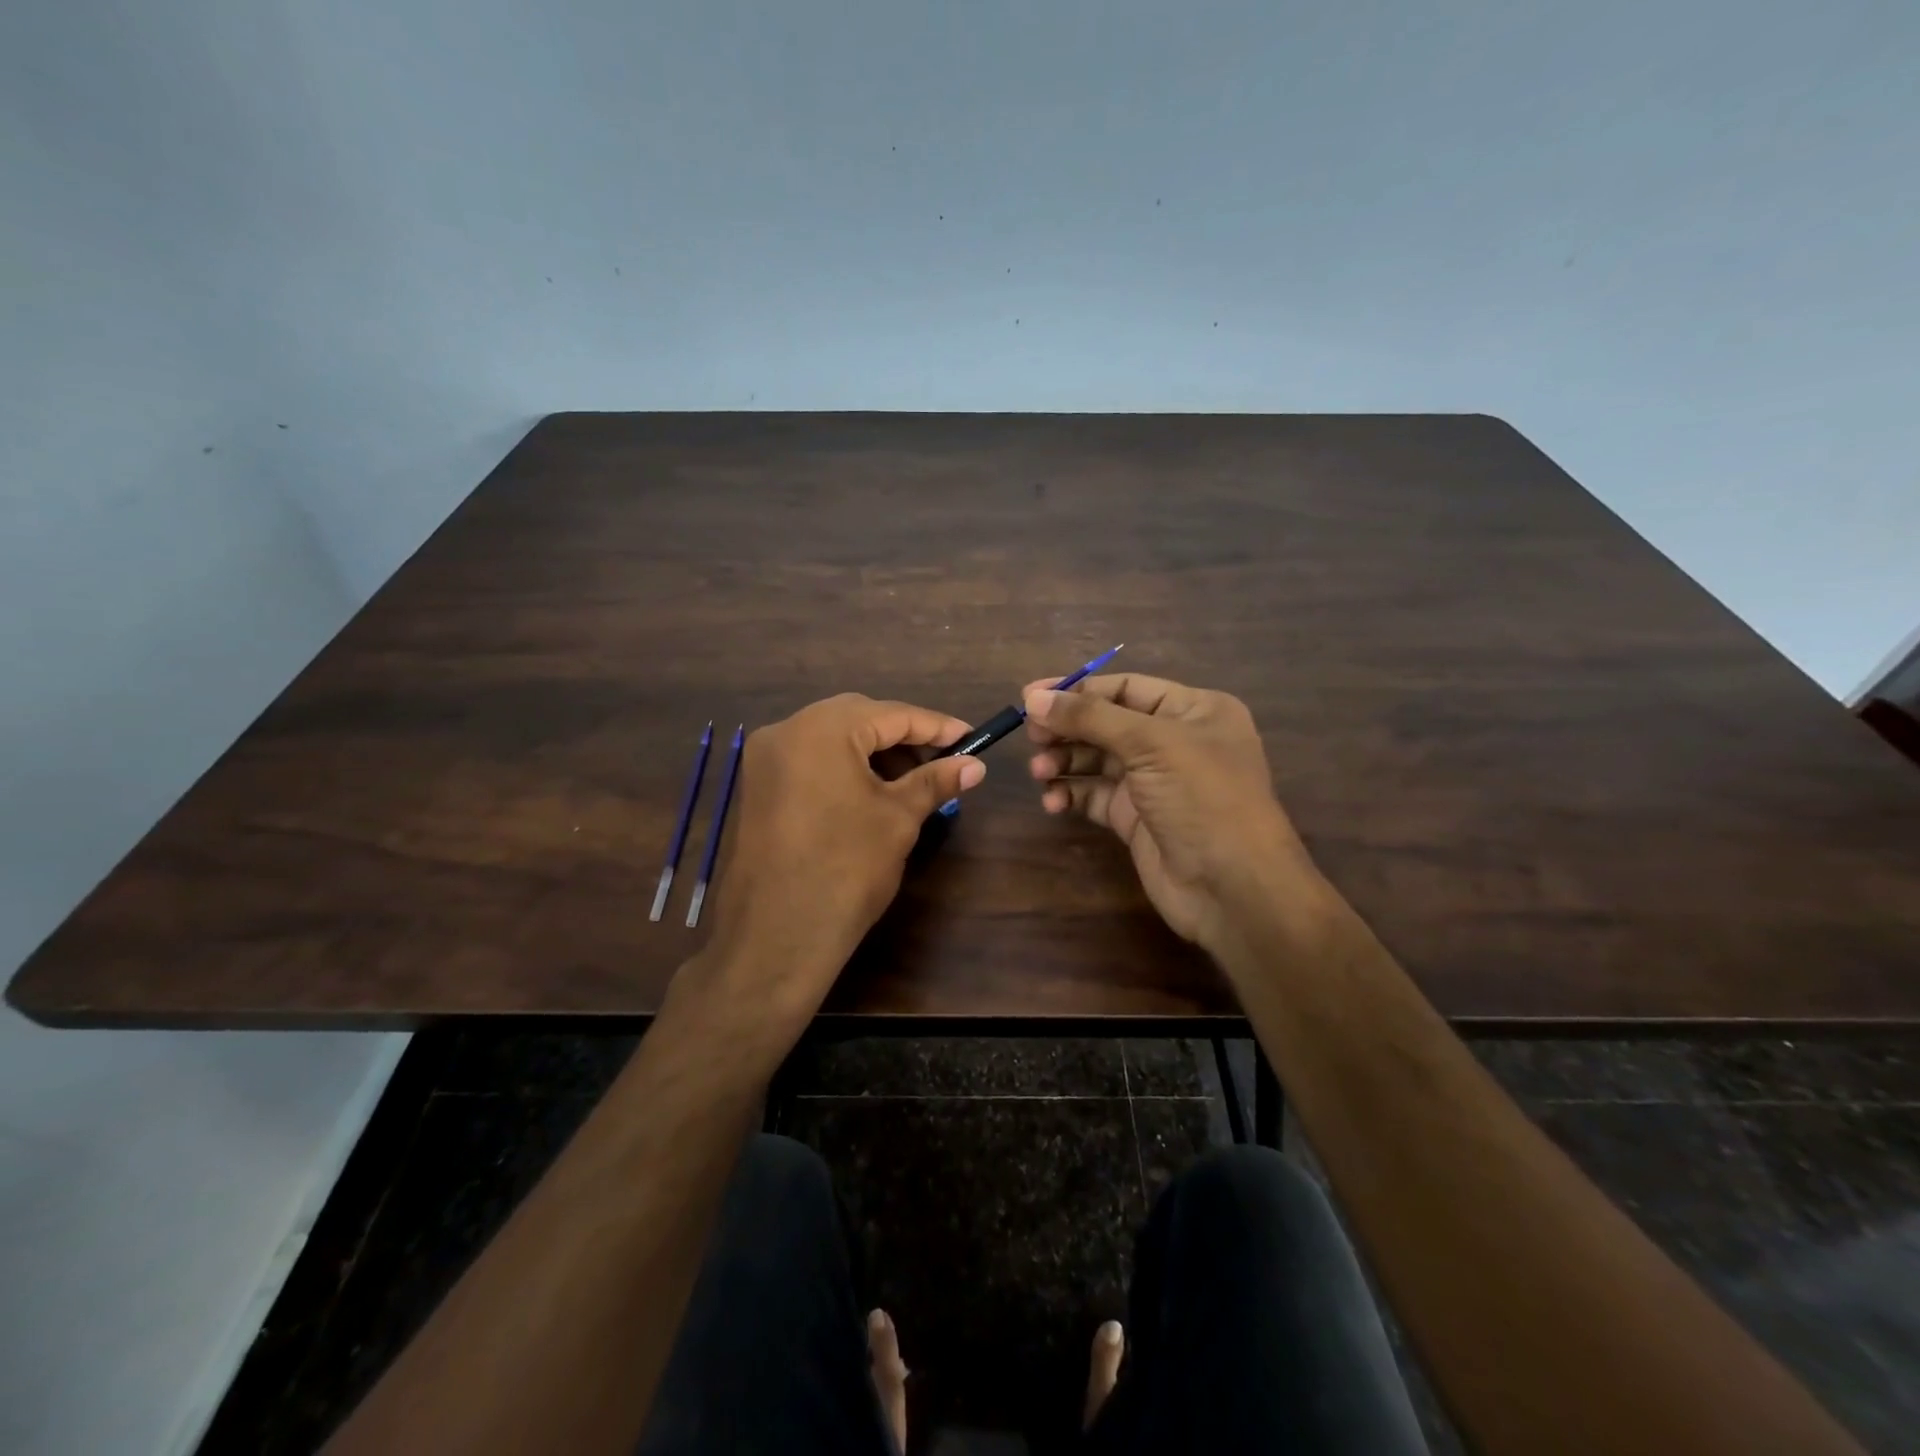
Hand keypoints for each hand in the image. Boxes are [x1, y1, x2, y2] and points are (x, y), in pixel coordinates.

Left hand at [690, 694, 985, 1028]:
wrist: (777, 936)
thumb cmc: (847, 868)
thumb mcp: (898, 818)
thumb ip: (936, 781)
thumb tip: (976, 765)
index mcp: (821, 728)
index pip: (892, 714)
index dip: (936, 726)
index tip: (971, 739)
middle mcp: (785, 730)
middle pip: (858, 718)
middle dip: (903, 737)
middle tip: (941, 761)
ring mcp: (764, 759)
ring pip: (831, 738)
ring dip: (873, 753)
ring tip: (909, 783)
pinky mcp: (757, 787)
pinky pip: (809, 760)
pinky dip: (843, 768)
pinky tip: (870, 794)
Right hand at [1023, 674, 1326, 954]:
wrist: (1232, 888)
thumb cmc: (1202, 798)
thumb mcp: (1151, 744)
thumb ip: (1090, 717)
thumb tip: (1033, 697)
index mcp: (1193, 710)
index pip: (1126, 688)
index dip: (1078, 691)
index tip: (1030, 697)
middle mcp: (1174, 741)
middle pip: (1107, 723)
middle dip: (1067, 728)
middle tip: (1030, 736)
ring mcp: (1154, 783)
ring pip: (1097, 760)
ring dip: (1065, 761)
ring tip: (1039, 772)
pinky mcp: (1136, 819)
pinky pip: (1095, 796)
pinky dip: (1072, 794)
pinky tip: (1053, 802)